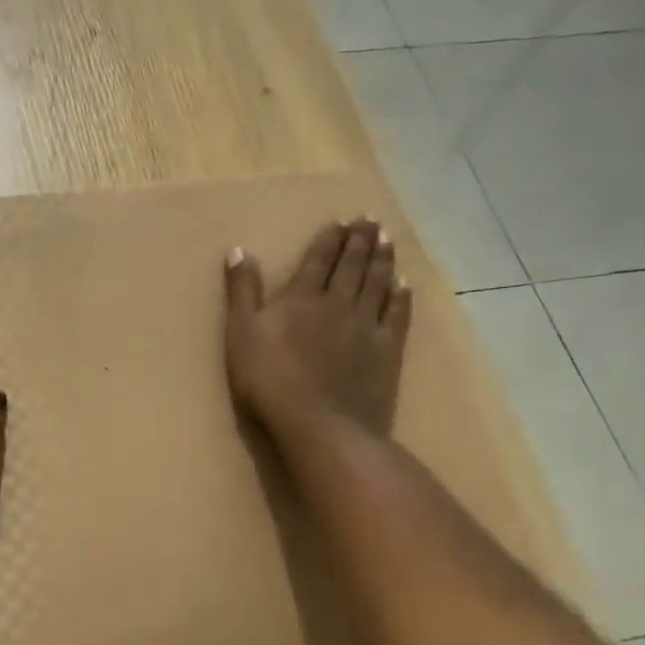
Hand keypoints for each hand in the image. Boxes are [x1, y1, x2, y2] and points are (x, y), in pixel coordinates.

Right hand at [224, 218, 412, 442]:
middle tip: (371, 220)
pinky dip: (401, 297)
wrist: (319, 424)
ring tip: (388, 239)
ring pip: (377, 284)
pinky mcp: (386, 352)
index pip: (318, 260)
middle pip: (352, 266)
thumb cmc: (269, 381)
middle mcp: (337, 303)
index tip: (341, 221)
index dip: (329, 239)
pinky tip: (404, 285)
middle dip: (360, 241)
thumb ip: (242, 292)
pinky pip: (396, 316)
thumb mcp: (240, 334)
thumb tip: (239, 250)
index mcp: (301, 298)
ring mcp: (365, 327)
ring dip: (382, 260)